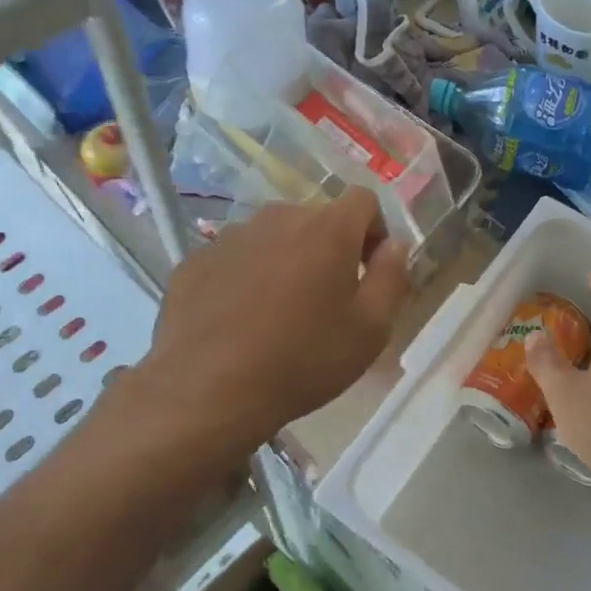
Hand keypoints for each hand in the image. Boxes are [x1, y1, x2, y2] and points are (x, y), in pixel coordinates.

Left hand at [127, 190, 410, 456]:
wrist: (208, 391)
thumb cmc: (304, 360)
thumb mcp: (371, 329)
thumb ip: (392, 277)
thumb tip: (395, 245)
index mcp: (327, 228)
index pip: (363, 200)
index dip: (375, 231)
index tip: (368, 272)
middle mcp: (278, 218)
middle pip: (316, 219)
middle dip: (328, 249)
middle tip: (325, 301)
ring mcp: (230, 236)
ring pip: (272, 238)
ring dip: (285, 261)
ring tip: (278, 313)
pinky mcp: (195, 260)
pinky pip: (234, 259)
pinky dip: (245, 278)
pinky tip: (239, 321)